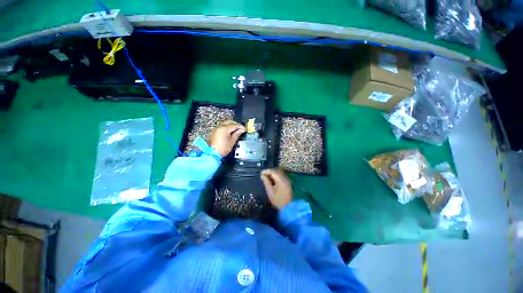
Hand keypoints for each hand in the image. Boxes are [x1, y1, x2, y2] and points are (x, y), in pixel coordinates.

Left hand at [208, 120, 245, 156]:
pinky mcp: (214, 131)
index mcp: (224, 129)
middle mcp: (219, 126)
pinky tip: (230, 131)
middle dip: (235, 124)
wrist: (212, 154)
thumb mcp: (232, 141)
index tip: (244, 129)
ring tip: (236, 130)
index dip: (240, 126)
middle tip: (240, 128)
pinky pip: (221, 126)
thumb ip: (237, 134)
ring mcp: (216, 128)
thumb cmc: (223, 148)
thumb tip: (242, 130)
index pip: (234, 125)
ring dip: (231, 125)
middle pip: (229, 122)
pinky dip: (226, 127)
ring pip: (225, 123)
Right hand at [261, 168, 292, 209]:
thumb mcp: (270, 192)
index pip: (273, 172)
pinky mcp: (288, 182)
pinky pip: (281, 176)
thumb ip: (266, 182)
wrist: (289, 207)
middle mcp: (285, 178)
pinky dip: (276, 176)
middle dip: (269, 171)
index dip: (266, 171)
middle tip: (263, 175)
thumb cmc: (278, 201)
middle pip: (276, 171)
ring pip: (279, 173)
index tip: (260, 173)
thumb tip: (262, 176)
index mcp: (281, 180)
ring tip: (266, 177)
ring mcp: (287, 180)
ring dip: (273, 173)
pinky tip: (272, 180)